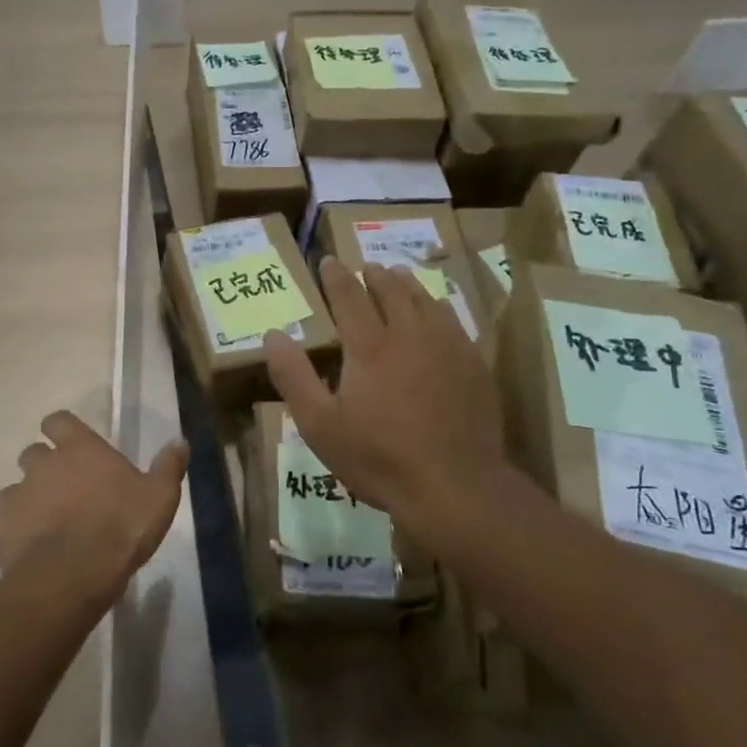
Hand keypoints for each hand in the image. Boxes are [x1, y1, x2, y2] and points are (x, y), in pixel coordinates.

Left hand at [0, 411, 187, 605]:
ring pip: (14, 488)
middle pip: (33, 453)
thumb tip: (180, 441)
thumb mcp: (160, 497)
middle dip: (44, 466)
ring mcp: (18, 496)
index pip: (58, 420)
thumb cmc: (121, 527)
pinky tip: (33, 549)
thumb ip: (169, 466)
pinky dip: (16, 531)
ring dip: (28, 499)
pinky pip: (5, 523)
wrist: (73, 575)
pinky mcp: (0, 530)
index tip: (71, 444)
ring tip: (46, 523)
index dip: (62, 430)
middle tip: (65, 490)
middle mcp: (43, 464)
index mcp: (80, 449)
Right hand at [264, 257, 507, 543]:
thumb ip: (293, 376)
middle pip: (391, 291)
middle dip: (374, 275)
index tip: (328, 260)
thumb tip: (273, 334)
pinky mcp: (473, 364)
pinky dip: (437, 306)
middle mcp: (409, 334)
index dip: (336, 277)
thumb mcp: (320, 425)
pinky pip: (453, 320)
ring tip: (398, 274)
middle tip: (366, 266)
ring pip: (424, 300)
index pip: (349, 297)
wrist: (455, 486)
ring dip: (407, 283)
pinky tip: (437, 310)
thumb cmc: (379, 458)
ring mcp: (447, 347)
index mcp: (369, 347)